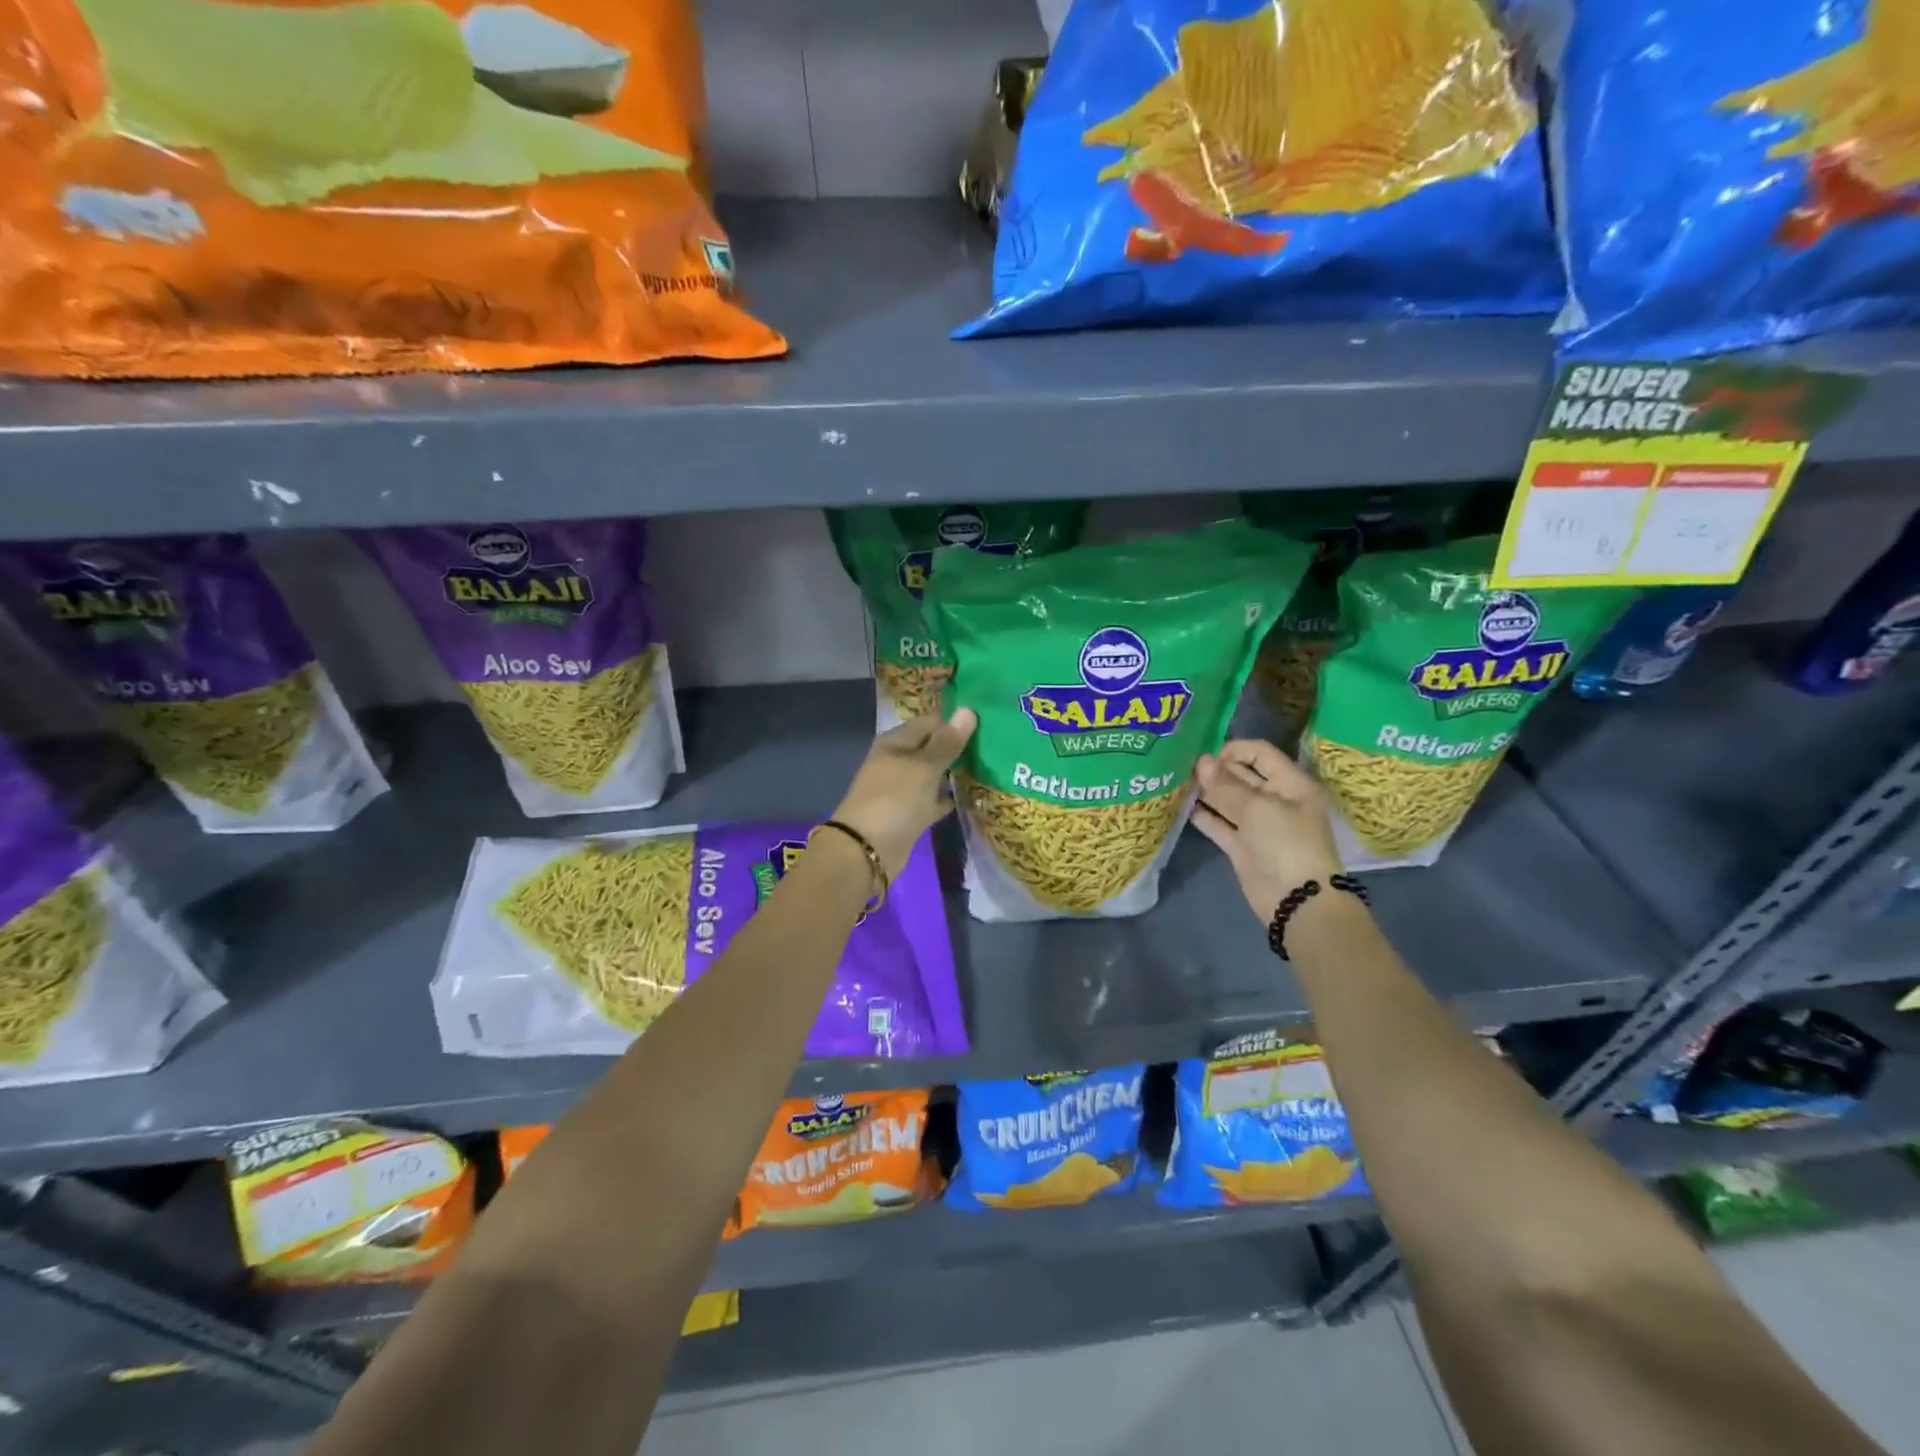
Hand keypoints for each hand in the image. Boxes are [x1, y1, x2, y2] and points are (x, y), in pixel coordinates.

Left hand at [831, 709, 977, 877]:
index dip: (956, 722)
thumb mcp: (924, 767)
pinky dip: (949, 797)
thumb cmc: (895, 799)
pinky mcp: (910, 813)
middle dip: (960, 747)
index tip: (988, 724)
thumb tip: (968, 710)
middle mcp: (898, 761)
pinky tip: (974, 795)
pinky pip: (934, 799)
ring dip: (956, 772)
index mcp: (896, 742)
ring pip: (935, 774)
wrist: (867, 851)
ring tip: (992, 766)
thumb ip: (947, 742)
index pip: (931, 722)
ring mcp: (903, 788)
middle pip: (933, 748)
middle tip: (996, 745)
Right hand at [1191, 739, 1343, 923]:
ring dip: (1207, 791)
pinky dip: (1204, 815)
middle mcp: (1276, 800)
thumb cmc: (1286, 844)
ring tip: (1178, 782)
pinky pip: (1220, 824)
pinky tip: (1182, 806)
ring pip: (1228, 800)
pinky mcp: (1242, 846)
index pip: (1261, 755)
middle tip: (1184, 766)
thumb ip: (1226, 785)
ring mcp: (1258, 825)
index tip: (1207, 755)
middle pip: (1243, 776)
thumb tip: (1202, 761)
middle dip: (1216, 770)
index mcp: (1291, 785)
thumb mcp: (1258, 808)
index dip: (1235, 750)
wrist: (1296, 902)